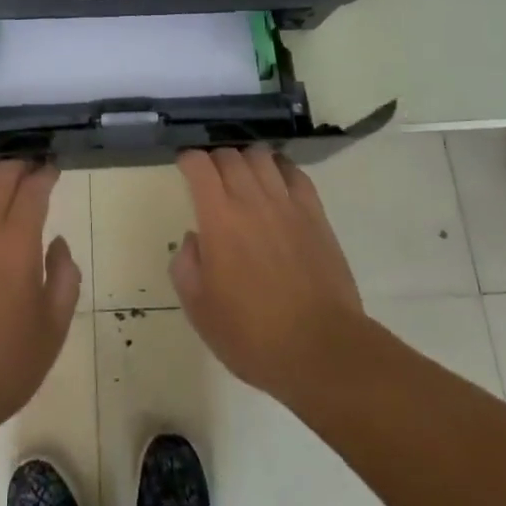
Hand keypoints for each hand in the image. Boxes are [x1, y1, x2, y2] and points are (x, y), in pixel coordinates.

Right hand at [171, 146, 367, 407]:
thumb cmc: (252, 335)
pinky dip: (280, 167)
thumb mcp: (199, 310)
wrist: (321, 349)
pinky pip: (295, 173)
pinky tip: (276, 181)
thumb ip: (186, 266)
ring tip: (243, 175)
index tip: (184, 167)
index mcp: (218, 219)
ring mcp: (287, 204)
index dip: (188, 160)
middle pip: (230, 155)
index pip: (199, 165)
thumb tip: (195, 239)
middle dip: (214, 159)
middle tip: (211, 176)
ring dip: (246, 158)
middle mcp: (251, 200)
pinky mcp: (315, 214)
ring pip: (262, 156)